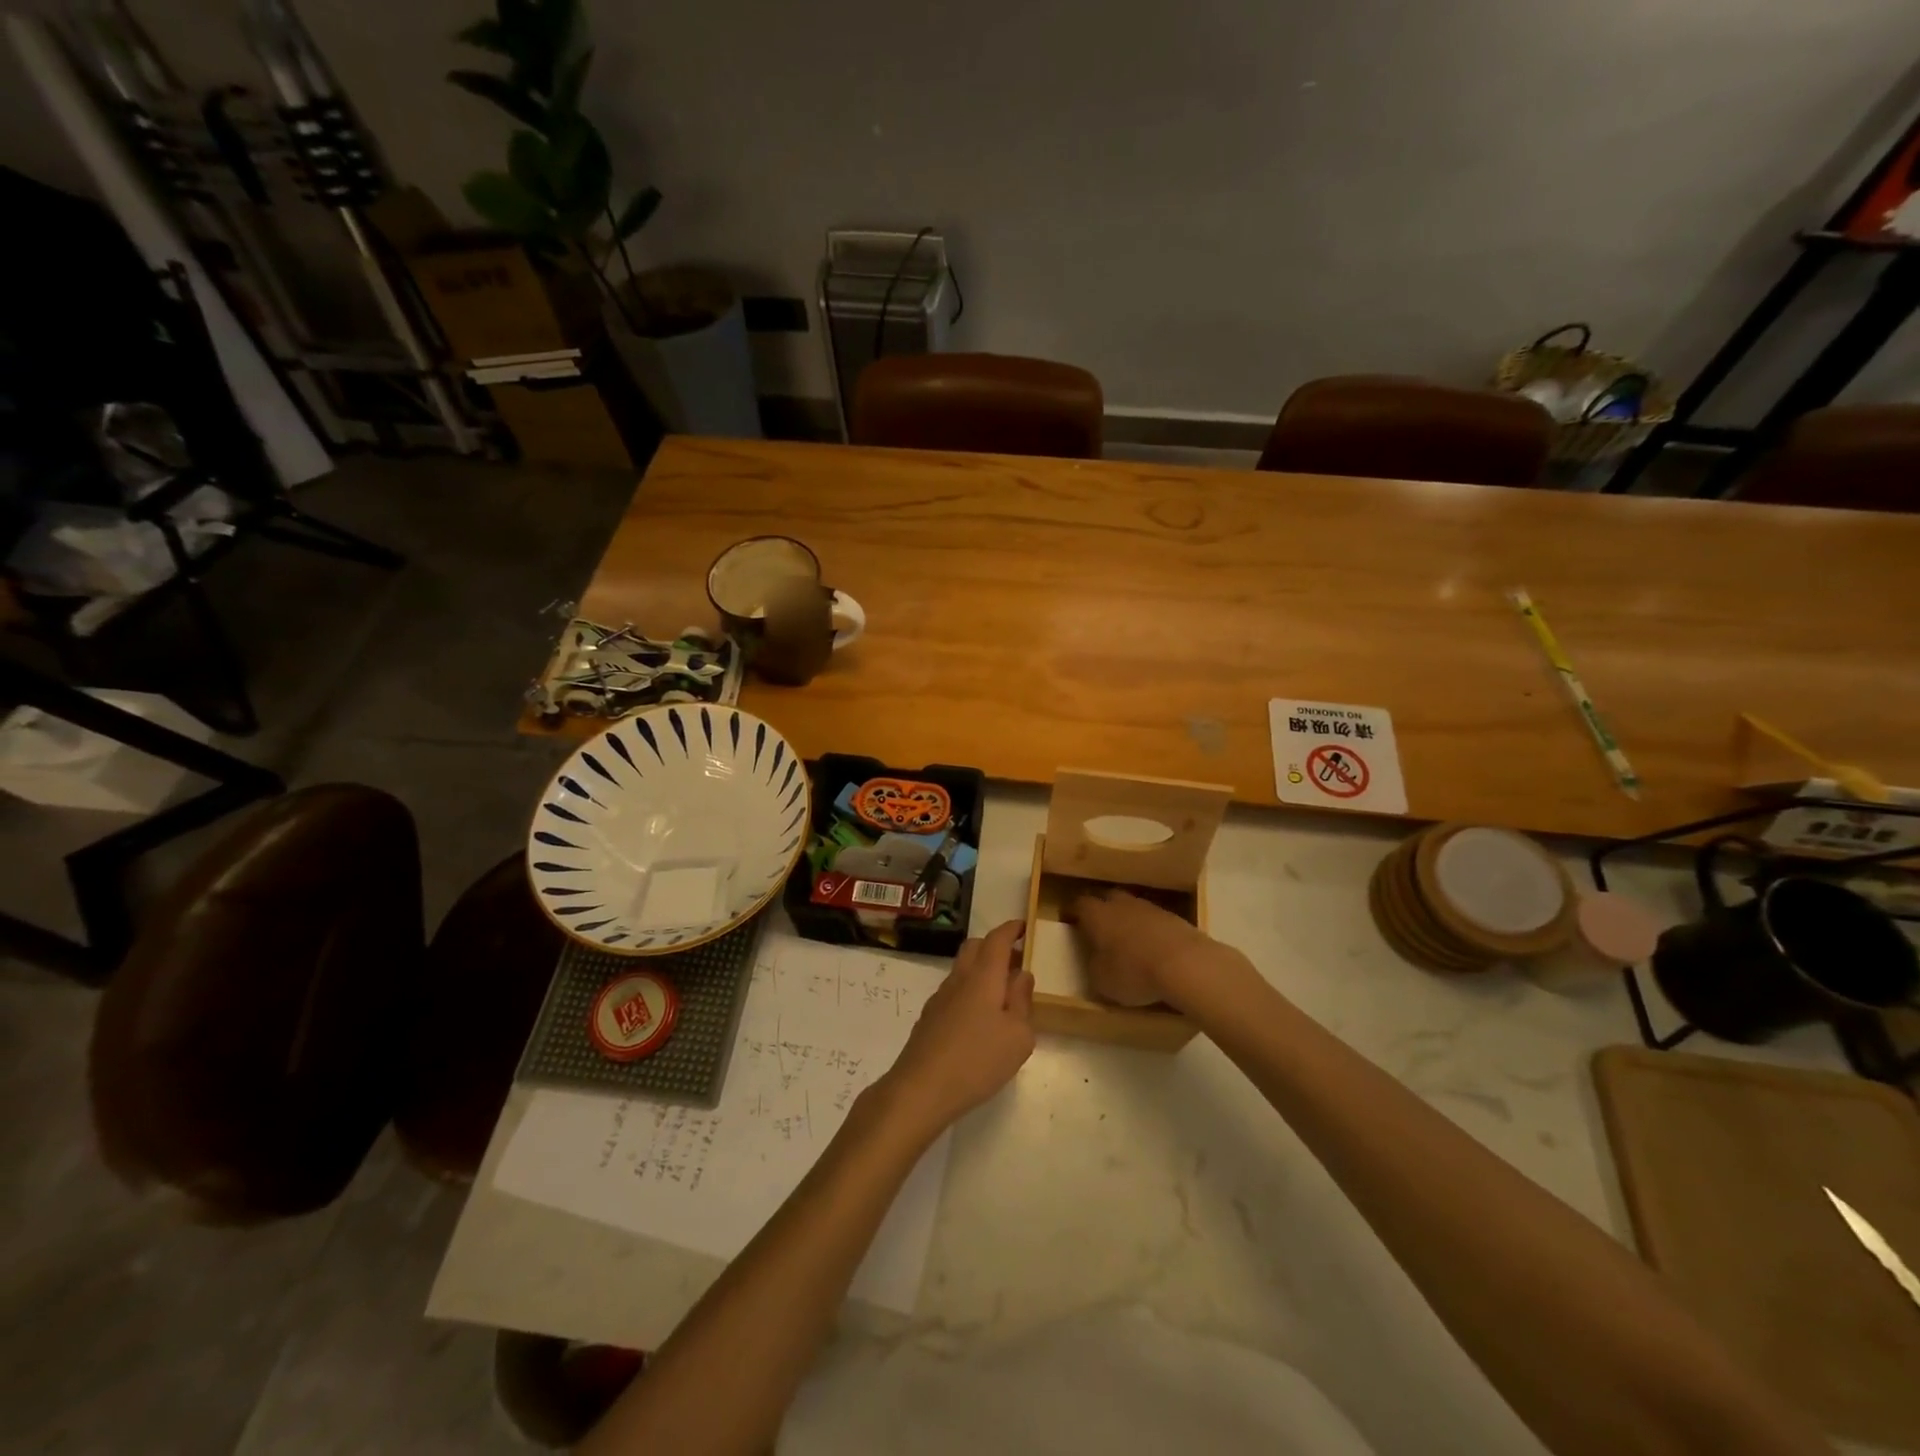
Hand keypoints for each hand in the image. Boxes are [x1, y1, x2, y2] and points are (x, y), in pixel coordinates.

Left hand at [882, 920, 1033, 1132]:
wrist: (921, 1088)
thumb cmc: (978, 1060)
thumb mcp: (1018, 1036)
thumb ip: (1022, 1001)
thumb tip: (1021, 975)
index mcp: (983, 976)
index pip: (997, 939)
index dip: (1011, 930)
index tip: (1023, 927)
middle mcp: (959, 978)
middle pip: (975, 947)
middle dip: (995, 946)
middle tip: (1016, 961)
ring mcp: (940, 997)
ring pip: (962, 968)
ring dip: (982, 969)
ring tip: (1002, 993)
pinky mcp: (930, 1017)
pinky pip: (954, 990)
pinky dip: (970, 990)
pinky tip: (979, 1018)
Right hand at [1064, 888, 1218, 1009]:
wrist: (1186, 964)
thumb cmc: (1134, 972)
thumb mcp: (1102, 980)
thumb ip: (1094, 966)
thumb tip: (1097, 960)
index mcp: (1097, 914)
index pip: (1079, 904)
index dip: (1073, 912)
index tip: (1070, 921)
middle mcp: (1121, 904)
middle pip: (1107, 899)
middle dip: (1102, 911)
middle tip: (1099, 930)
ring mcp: (1150, 907)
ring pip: (1132, 908)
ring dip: (1128, 920)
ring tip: (1128, 942)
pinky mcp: (1174, 917)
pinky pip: (1154, 920)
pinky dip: (1150, 931)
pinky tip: (1153, 949)